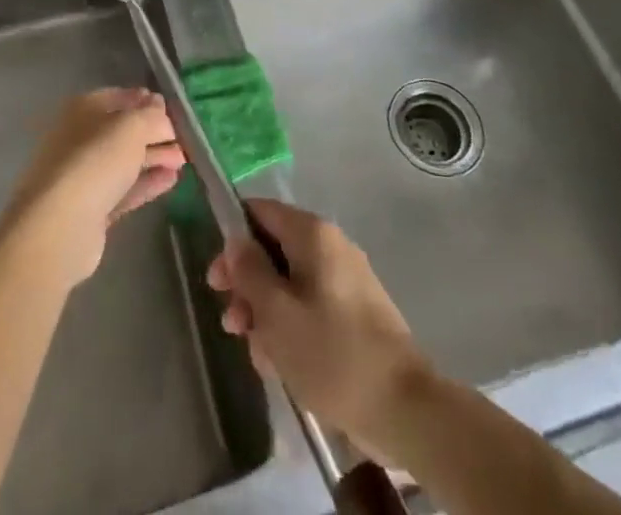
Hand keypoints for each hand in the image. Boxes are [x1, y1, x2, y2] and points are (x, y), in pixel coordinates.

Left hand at [1, 88, 186, 287]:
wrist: (58, 227)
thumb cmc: (95, 162)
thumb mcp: (131, 128)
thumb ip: (151, 116)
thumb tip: (161, 110)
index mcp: (83, 110)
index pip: (119, 97)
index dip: (146, 102)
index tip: (173, 111)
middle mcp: (80, 138)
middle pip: (123, 131)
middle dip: (154, 133)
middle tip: (184, 140)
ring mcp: (84, 176)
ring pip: (125, 161)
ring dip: (155, 158)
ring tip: (184, 161)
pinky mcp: (91, 210)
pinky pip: (124, 189)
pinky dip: (147, 183)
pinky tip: (172, 180)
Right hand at [207, 199, 433, 460]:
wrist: (403, 408)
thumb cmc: (332, 353)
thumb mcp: (276, 314)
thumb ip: (250, 272)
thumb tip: (235, 241)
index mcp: (313, 234)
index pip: (260, 211)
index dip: (233, 239)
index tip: (217, 279)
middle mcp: (330, 246)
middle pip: (274, 251)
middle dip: (248, 287)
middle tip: (232, 323)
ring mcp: (345, 280)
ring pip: (289, 284)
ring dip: (267, 315)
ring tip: (260, 357)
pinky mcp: (354, 313)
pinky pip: (310, 308)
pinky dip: (291, 329)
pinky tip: (282, 366)